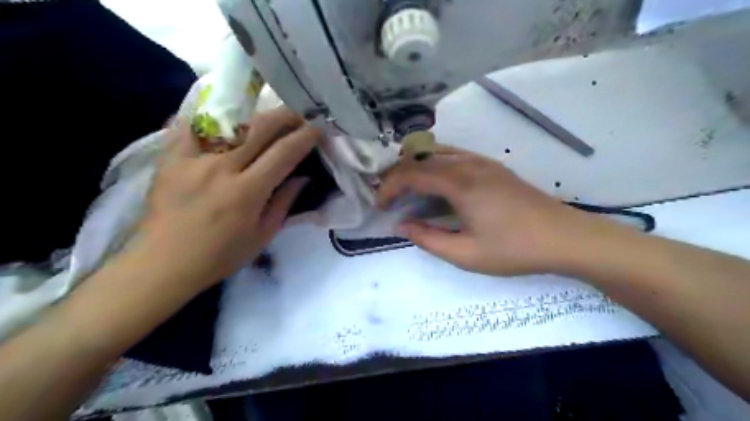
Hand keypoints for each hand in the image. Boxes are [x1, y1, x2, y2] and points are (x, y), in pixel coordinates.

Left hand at [135, 106, 322, 288]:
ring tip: (267, 116)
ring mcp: (193, 159)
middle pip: (259, 128)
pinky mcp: (170, 159)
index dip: (304, 137)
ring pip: (228, 122)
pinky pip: (188, 127)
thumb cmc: (220, 255)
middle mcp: (222, 168)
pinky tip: (219, 116)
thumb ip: (284, 202)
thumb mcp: (262, 235)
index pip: (283, 153)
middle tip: (298, 114)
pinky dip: (206, 117)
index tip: (317, 129)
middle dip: (284, 116)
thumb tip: (303, 177)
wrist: (163, 264)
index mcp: (247, 191)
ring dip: (254, 114)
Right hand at [378, 144, 594, 276]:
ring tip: (405, 189)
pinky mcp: (492, 166)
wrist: (564, 238)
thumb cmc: (514, 249)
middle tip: (388, 197)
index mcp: (460, 182)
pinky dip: (434, 165)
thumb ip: (428, 239)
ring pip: (436, 152)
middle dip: (398, 174)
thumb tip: (401, 226)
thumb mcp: (466, 254)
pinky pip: (453, 156)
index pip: (411, 173)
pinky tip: (434, 184)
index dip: (389, 187)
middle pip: (421, 157)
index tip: (380, 206)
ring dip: (415, 167)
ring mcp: (482, 161)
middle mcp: (468, 163)